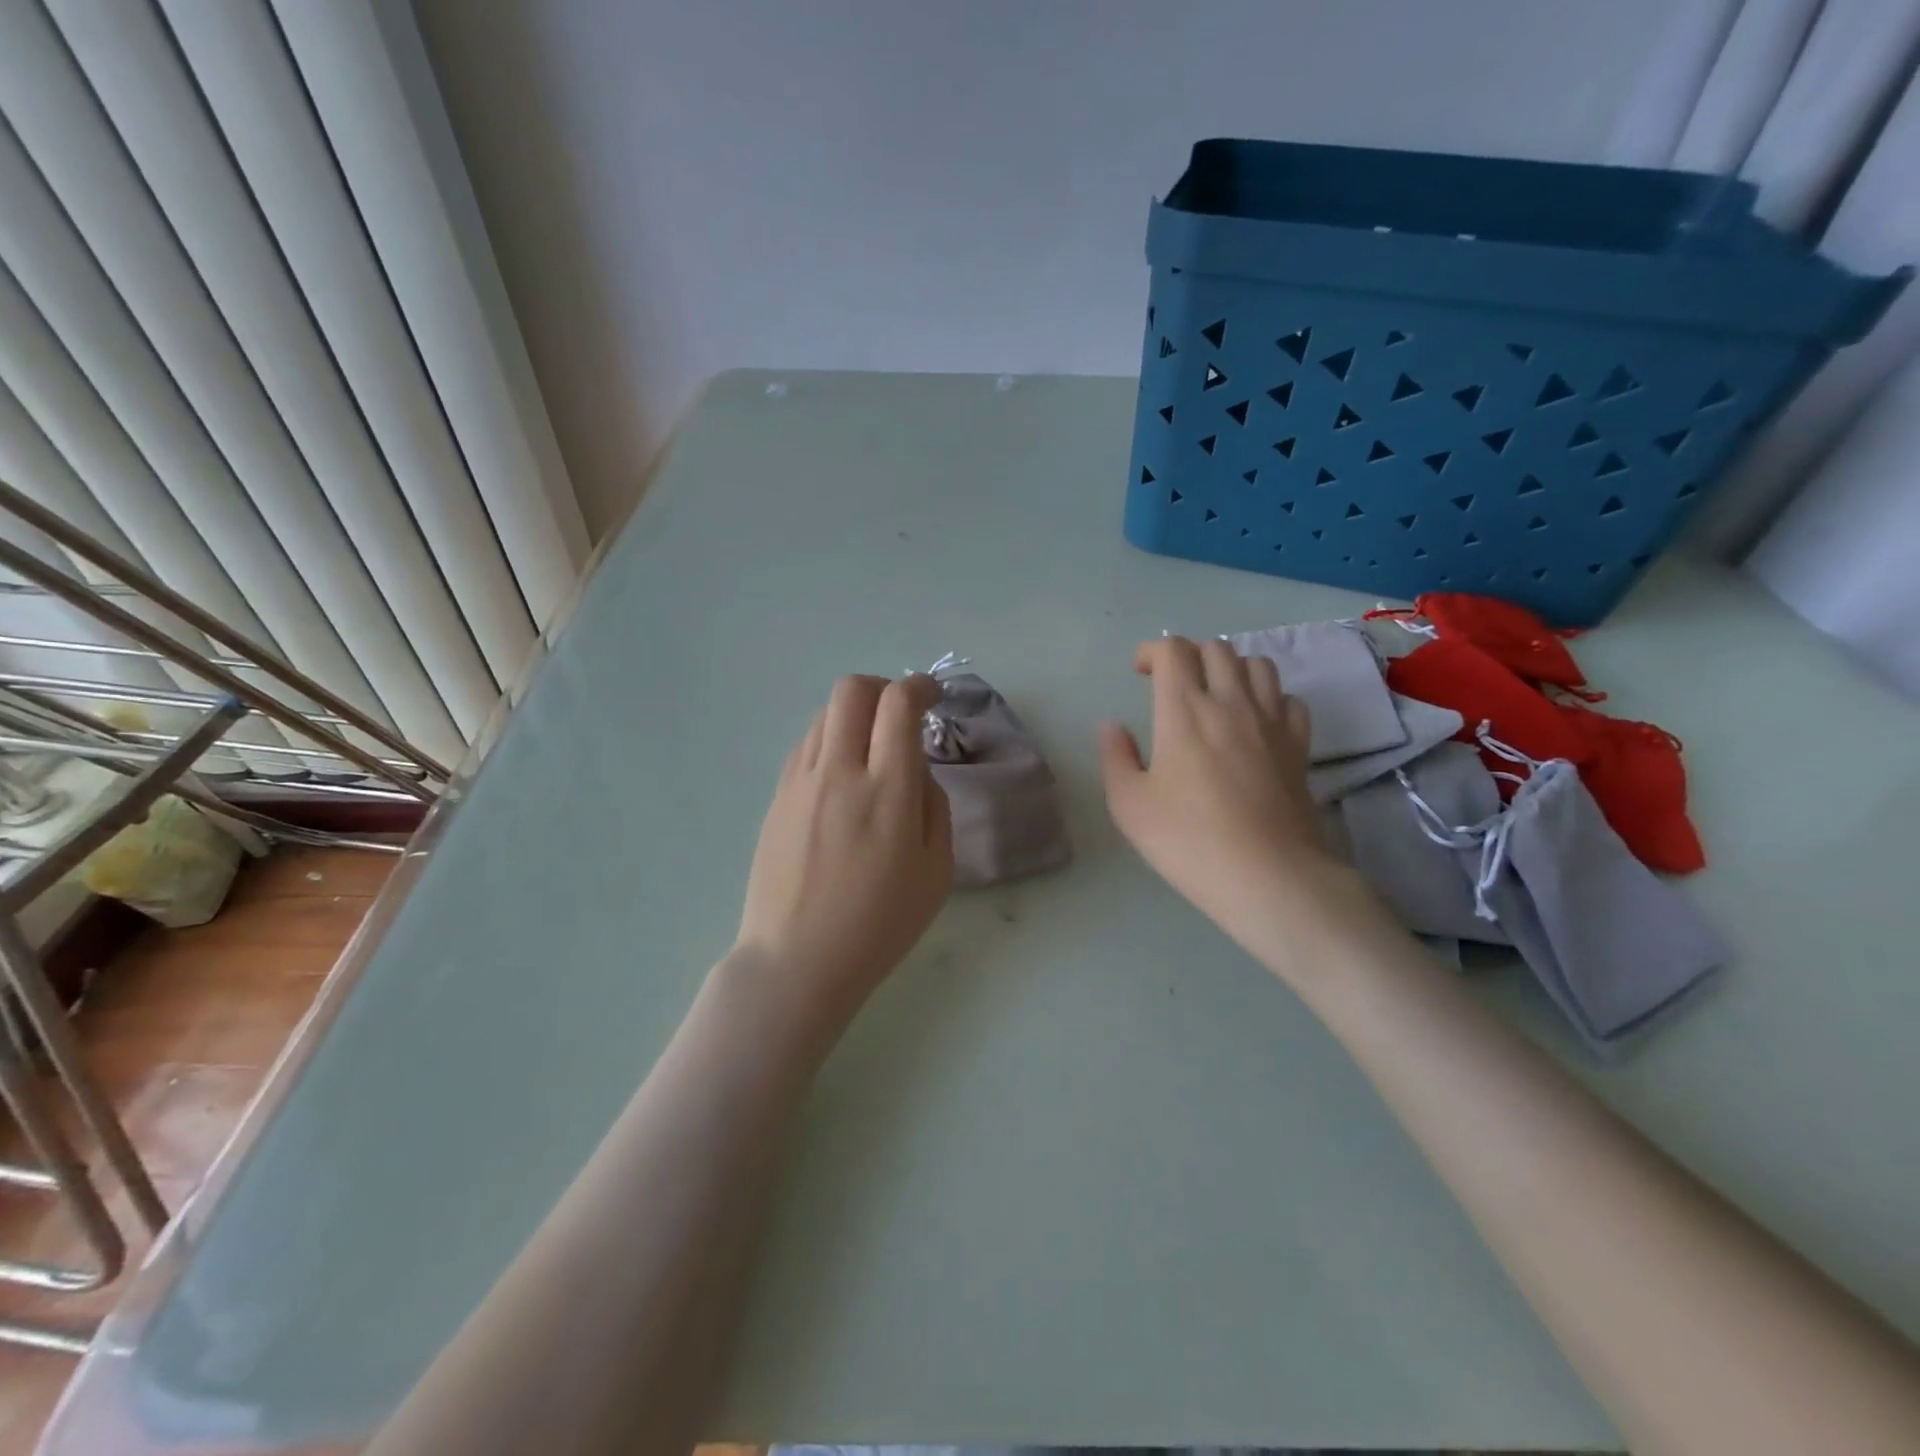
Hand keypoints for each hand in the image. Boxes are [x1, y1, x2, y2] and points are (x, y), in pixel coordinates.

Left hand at [734, 674, 952, 1023]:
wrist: (797, 960)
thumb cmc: (879, 925)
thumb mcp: (936, 871)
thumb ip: (933, 805)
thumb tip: (914, 767)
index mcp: (887, 793)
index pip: (898, 706)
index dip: (919, 686)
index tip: (931, 696)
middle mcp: (839, 773)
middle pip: (852, 690)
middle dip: (882, 687)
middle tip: (899, 713)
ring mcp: (801, 783)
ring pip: (825, 714)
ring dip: (855, 715)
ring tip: (871, 749)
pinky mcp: (777, 797)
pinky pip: (806, 746)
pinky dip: (831, 741)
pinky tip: (841, 777)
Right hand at [1099, 637, 1360, 967]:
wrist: (1268, 876)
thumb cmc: (1188, 841)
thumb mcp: (1129, 805)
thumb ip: (1115, 757)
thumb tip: (1112, 725)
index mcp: (1184, 711)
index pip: (1173, 651)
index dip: (1152, 651)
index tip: (1140, 672)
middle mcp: (1231, 703)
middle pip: (1216, 648)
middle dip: (1189, 655)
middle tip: (1172, 684)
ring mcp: (1272, 722)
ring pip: (1258, 665)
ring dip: (1231, 669)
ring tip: (1216, 695)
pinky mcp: (1299, 746)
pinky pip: (1289, 699)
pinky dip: (1269, 698)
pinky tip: (1256, 722)